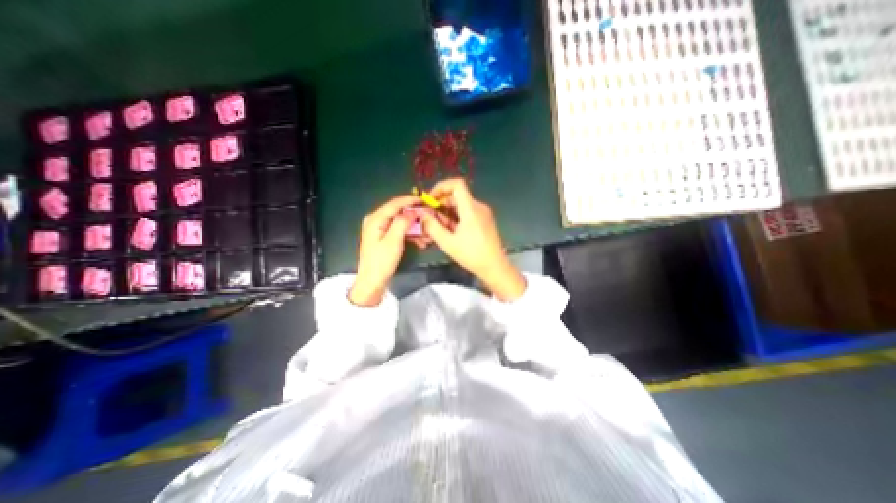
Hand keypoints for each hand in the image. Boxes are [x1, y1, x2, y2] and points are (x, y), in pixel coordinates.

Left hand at [349, 195, 420, 305]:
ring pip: (400, 222)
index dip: (410, 201)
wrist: (372, 281)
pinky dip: (409, 233)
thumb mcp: (394, 240)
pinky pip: (398, 230)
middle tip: (428, 218)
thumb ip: (402, 222)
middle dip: (414, 216)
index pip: (395, 204)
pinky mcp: (382, 237)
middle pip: (398, 212)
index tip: (425, 200)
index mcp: (375, 219)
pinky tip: (420, 241)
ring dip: (414, 227)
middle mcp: (375, 220)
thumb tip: (412, 211)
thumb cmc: (382, 261)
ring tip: (427, 233)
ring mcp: (378, 229)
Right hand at [421, 179, 525, 300]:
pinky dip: (457, 216)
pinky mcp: (485, 219)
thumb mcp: (448, 243)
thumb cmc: (471, 255)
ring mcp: (484, 213)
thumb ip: (433, 227)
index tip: (431, 199)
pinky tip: (451, 229)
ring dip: (448, 211)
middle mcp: (479, 206)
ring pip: (462, 204)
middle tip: (431, 216)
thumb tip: (423, 215)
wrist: (494, 266)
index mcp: (471, 209)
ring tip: (439, 226)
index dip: (441, 186)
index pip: (457, 184)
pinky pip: (468, 211)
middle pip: (457, 195)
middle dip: (442, 203)